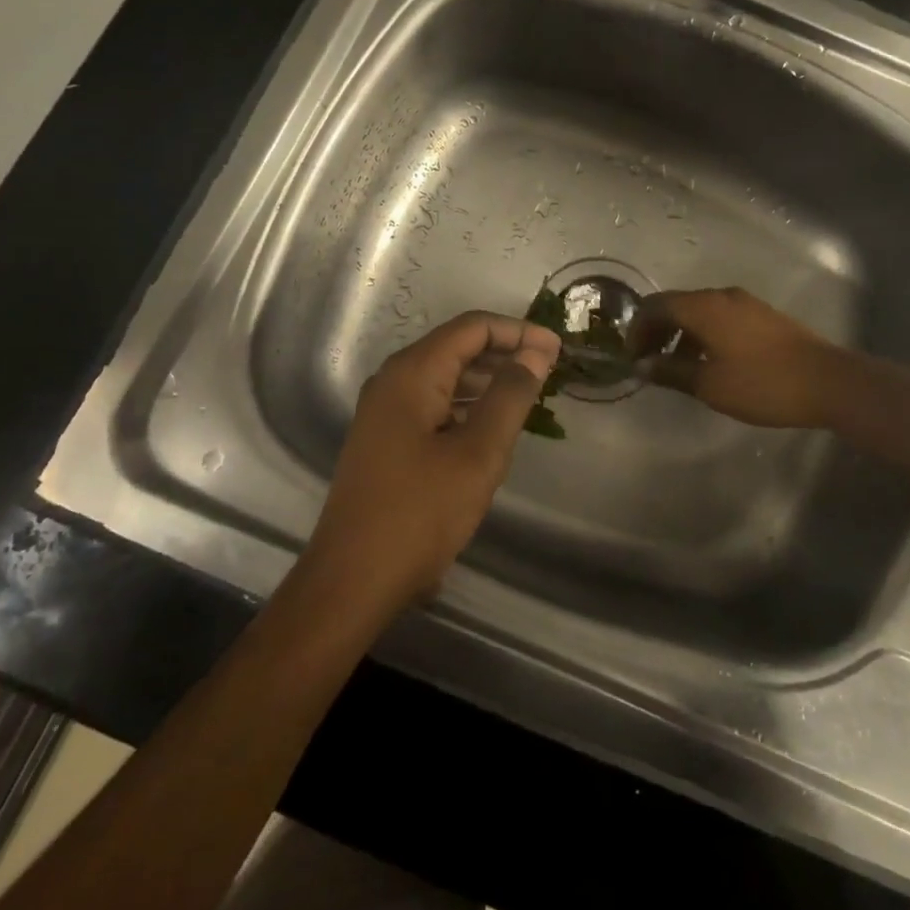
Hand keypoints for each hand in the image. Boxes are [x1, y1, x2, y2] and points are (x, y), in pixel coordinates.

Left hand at [301, 312, 559, 616]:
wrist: (352, 582)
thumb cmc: (420, 513)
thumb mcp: (478, 453)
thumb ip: (510, 396)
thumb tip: (535, 353)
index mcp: (412, 373)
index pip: (472, 328)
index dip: (518, 331)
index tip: (557, 349)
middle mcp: (393, 381)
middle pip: (457, 347)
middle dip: (505, 351)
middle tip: (550, 370)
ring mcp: (385, 411)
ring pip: (445, 376)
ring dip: (488, 378)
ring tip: (530, 393)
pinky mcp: (386, 439)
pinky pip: (434, 403)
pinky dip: (467, 404)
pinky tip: (493, 424)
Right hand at [629, 287, 847, 429]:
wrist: (828, 382)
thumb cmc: (762, 384)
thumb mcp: (709, 384)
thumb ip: (671, 371)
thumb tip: (643, 365)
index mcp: (703, 307)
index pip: (655, 306)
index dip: (637, 330)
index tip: (632, 358)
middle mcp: (721, 296)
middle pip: (676, 305)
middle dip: (656, 331)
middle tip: (648, 362)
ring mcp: (745, 304)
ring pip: (699, 312)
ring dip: (680, 335)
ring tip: (676, 368)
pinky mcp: (762, 316)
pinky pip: (719, 318)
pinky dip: (702, 335)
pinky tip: (708, 363)